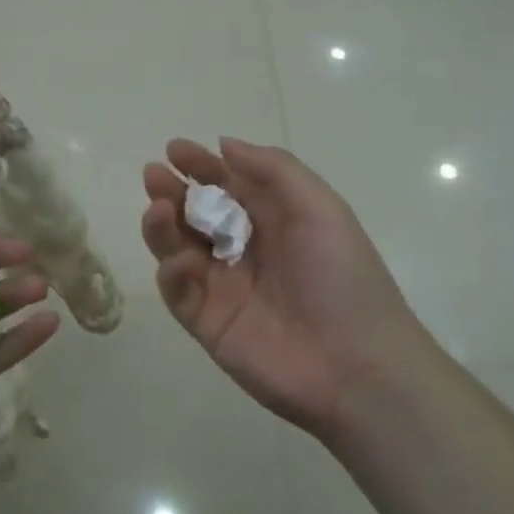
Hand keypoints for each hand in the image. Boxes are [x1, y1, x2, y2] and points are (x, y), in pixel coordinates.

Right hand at [142, 137, 424, 440]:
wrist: (358, 368)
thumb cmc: (342, 278)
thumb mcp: (321, 209)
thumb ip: (273, 170)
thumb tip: (224, 144)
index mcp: (271, 221)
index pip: (225, 184)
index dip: (200, 165)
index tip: (175, 149)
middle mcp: (241, 249)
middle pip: (193, 213)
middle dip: (171, 190)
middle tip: (154, 175)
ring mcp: (221, 286)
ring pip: (176, 247)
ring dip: (161, 225)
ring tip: (159, 209)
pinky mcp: (206, 322)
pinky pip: (177, 290)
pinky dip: (171, 271)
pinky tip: (182, 261)